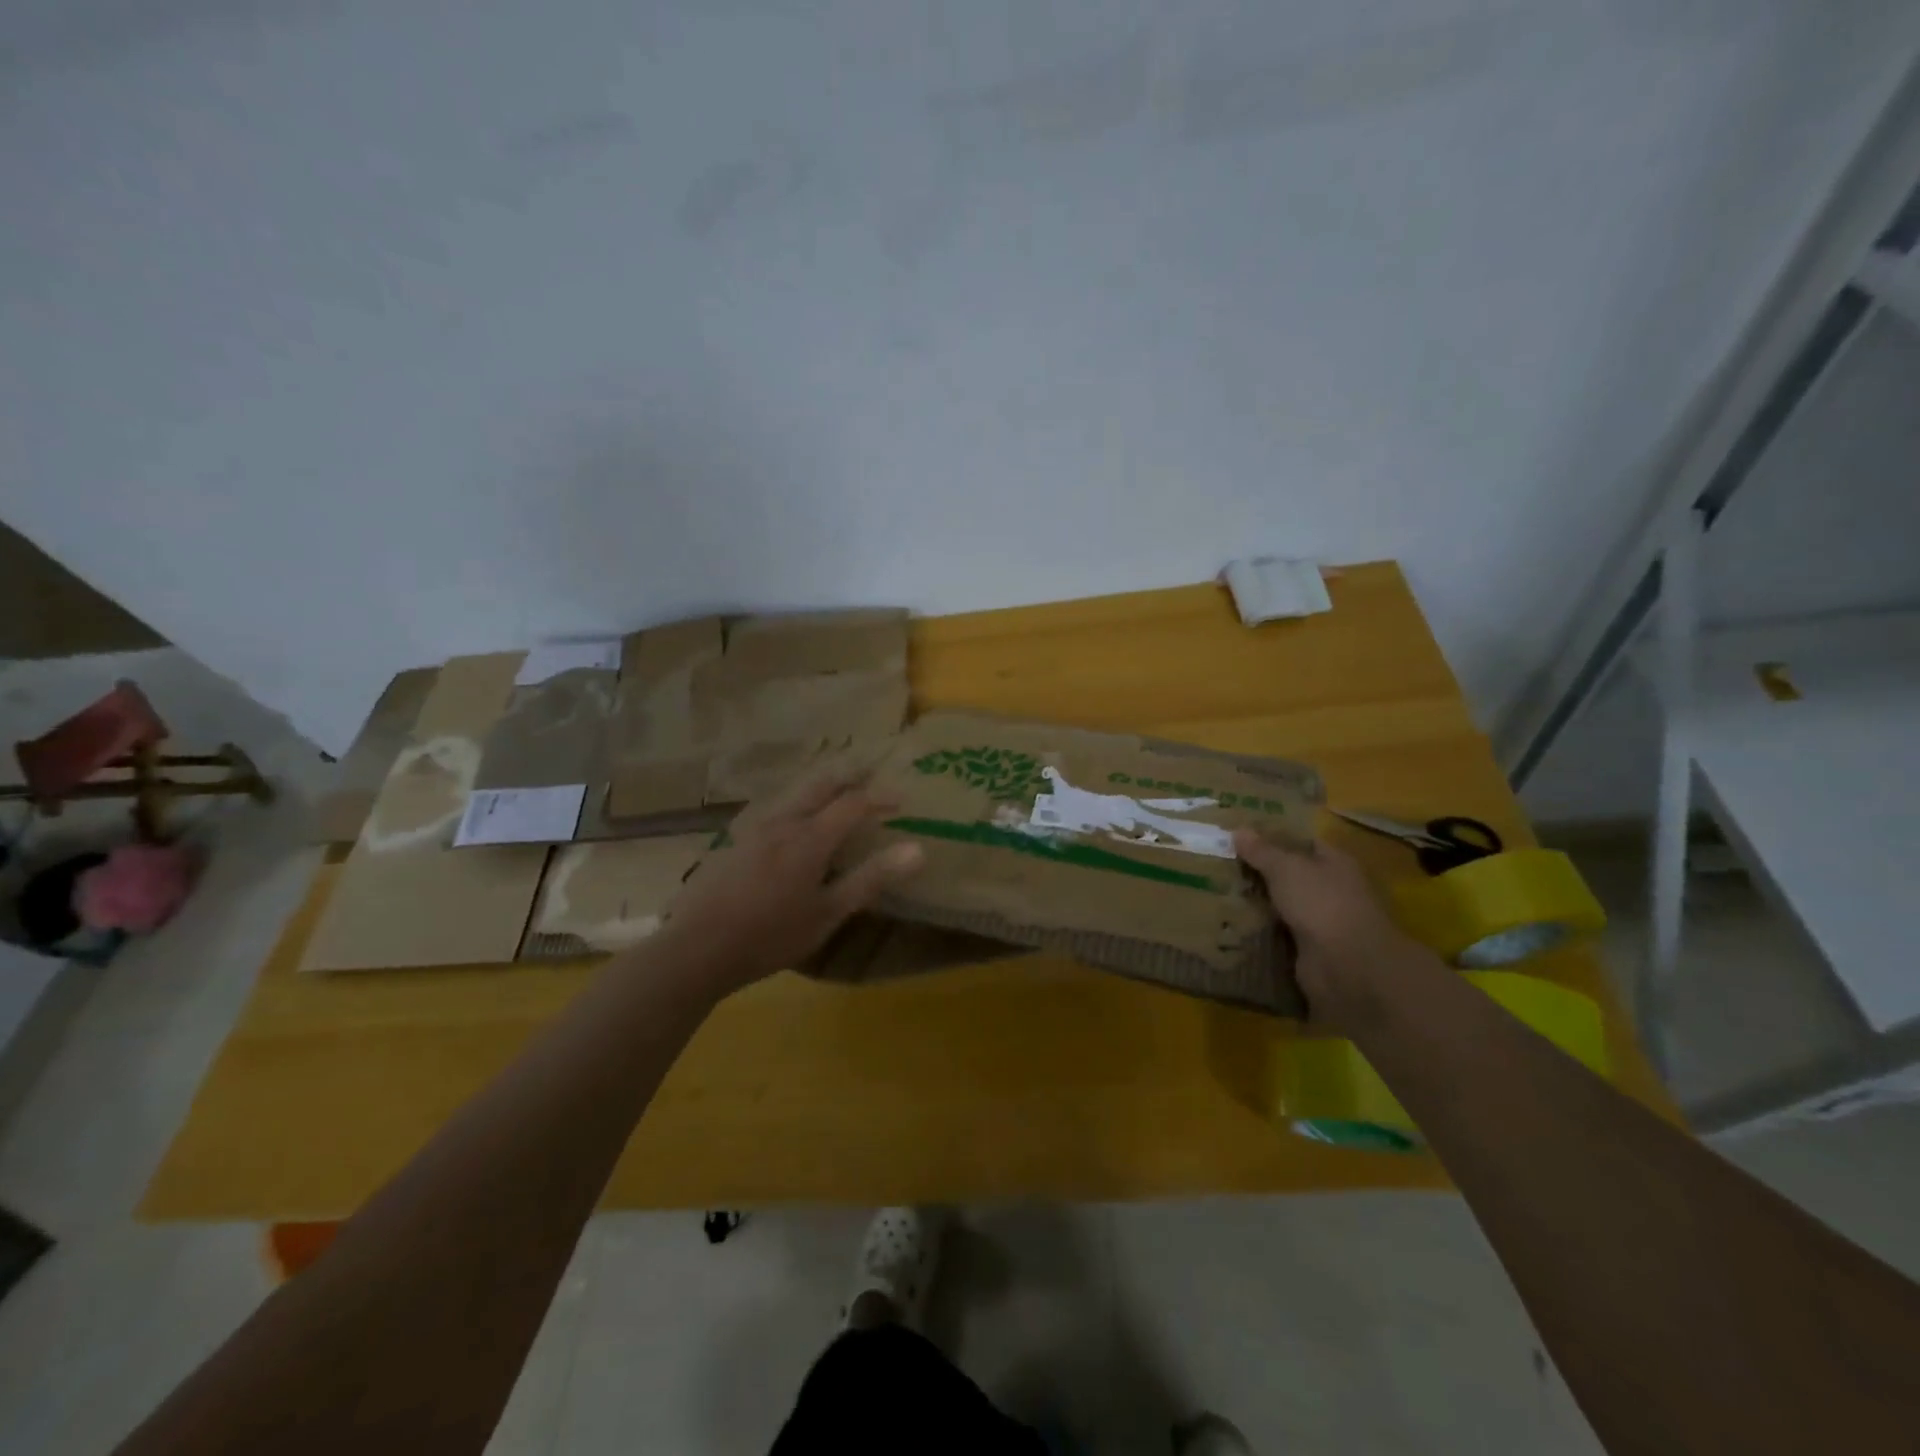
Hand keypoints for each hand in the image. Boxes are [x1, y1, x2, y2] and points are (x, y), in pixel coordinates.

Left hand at [654, 773, 925, 997]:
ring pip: (794, 794)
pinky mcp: (734, 841)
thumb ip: (871, 878)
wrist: (696, 948)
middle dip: (849, 777)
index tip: (902, 800)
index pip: (853, 803)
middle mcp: (783, 821)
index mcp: (810, 837)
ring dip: (821, 787)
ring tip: (836, 793)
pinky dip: (796, 804)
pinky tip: (792, 822)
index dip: (880, 797)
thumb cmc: (771, 935)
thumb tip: (918, 850)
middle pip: (821, 785)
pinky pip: (774, 809)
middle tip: (870, 774)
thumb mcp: (828, 913)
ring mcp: (753, 829)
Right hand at [1233, 831, 1444, 1032]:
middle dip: (1259, 872)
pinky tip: (1230, 923)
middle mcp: (1332, 890)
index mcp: (1335, 863)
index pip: (1302, 843)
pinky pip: (1278, 934)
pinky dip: (1259, 930)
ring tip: (1217, 891)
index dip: (1273, 837)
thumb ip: (1261, 851)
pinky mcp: (1309, 950)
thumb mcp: (1286, 868)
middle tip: (1220, 863)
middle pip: (1290, 875)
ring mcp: (1322, 922)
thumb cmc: (1322, 903)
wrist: (1347, 966)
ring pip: (1282, 905)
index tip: (1239, 837)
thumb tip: (1238, 830)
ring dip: (1257, 903)